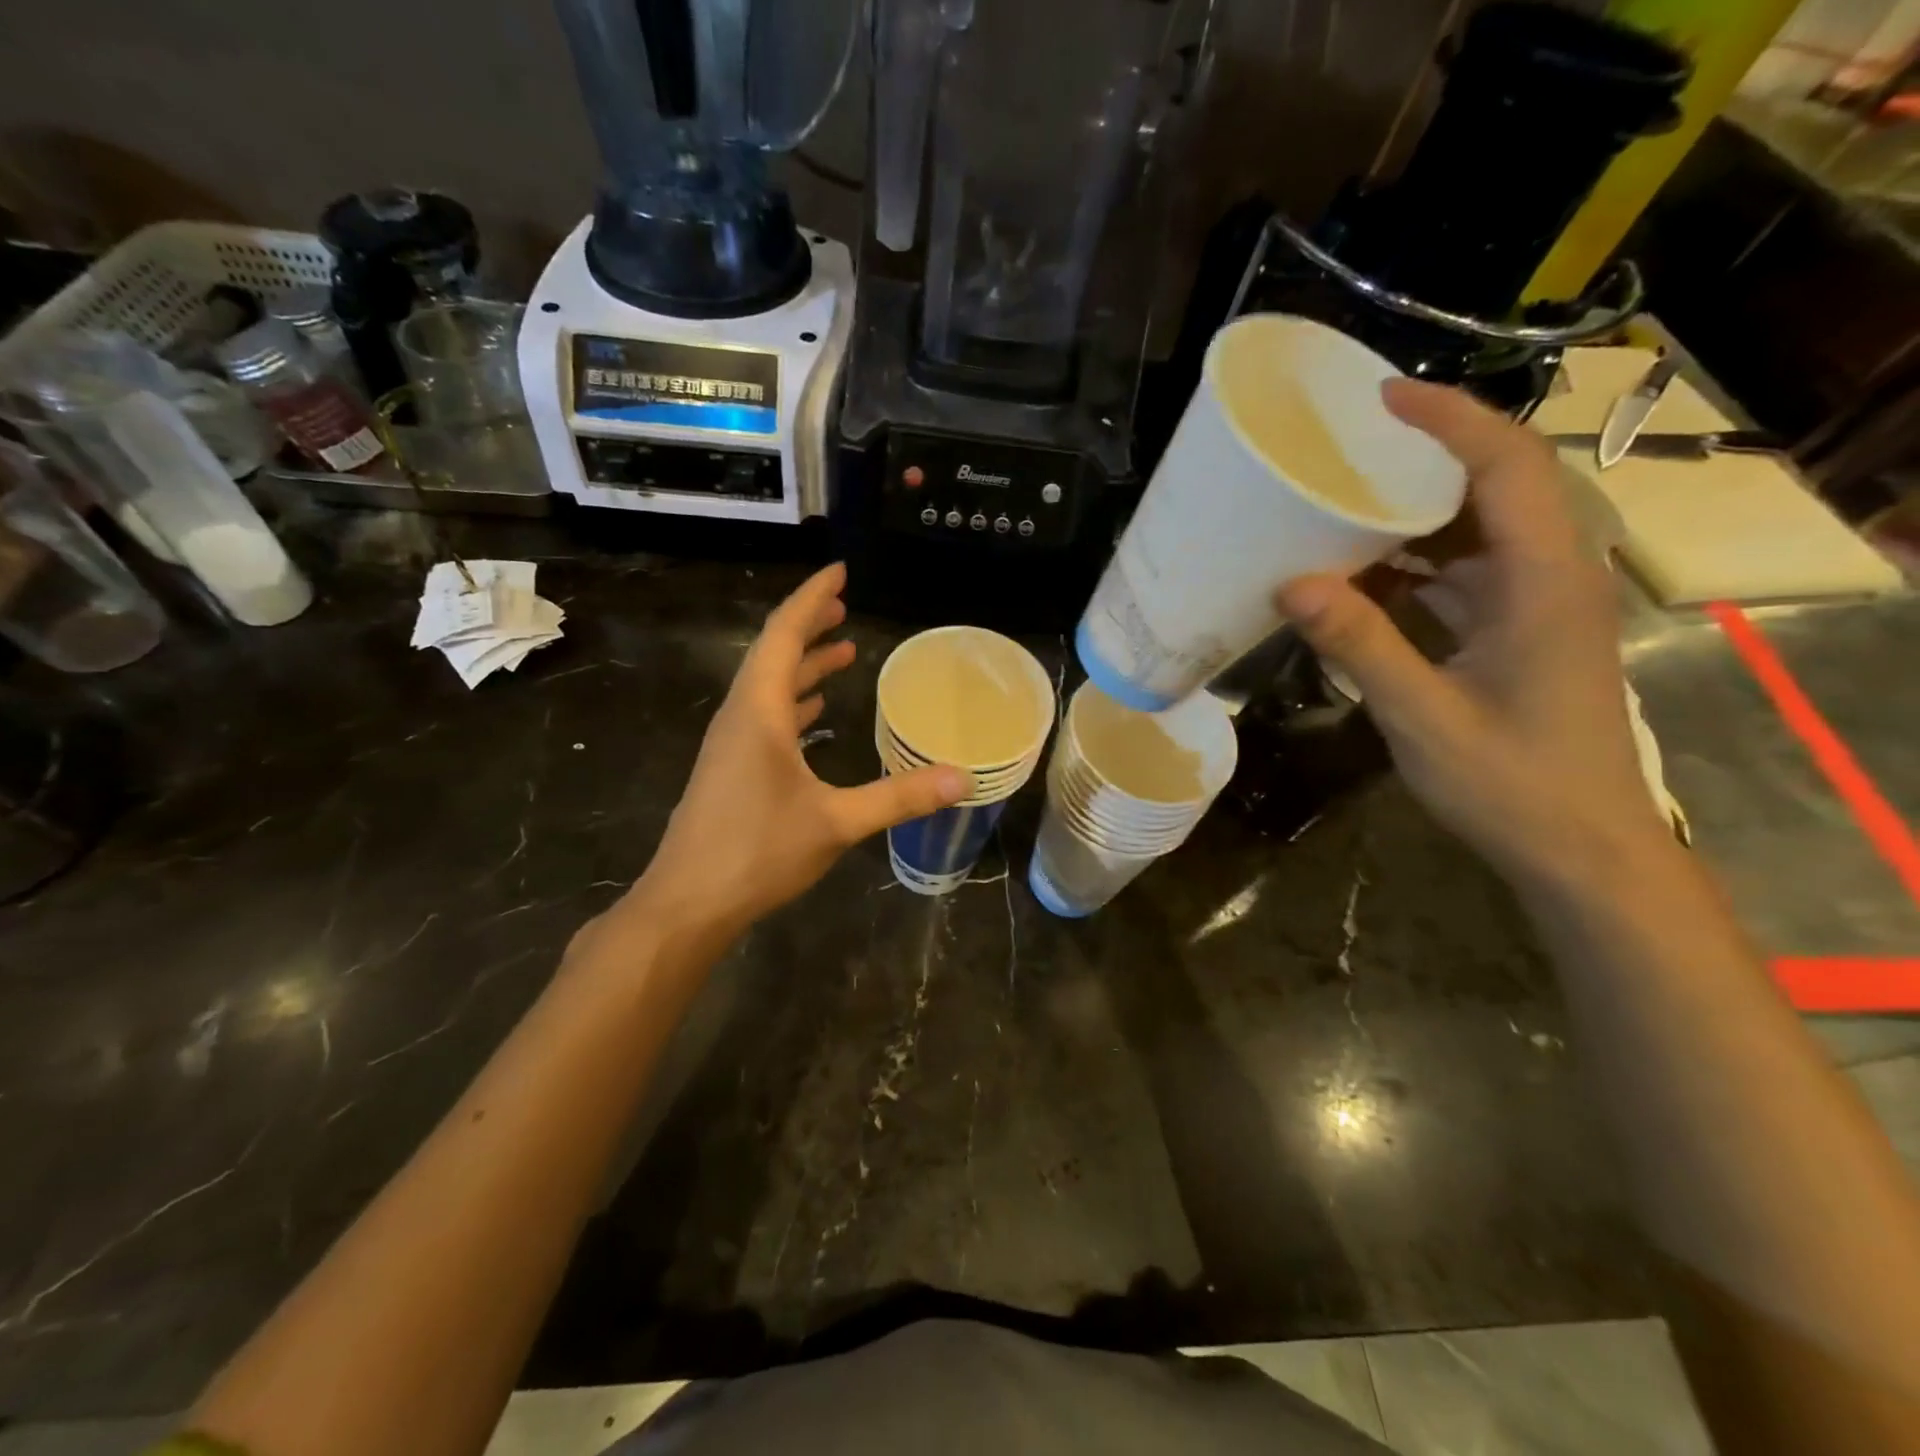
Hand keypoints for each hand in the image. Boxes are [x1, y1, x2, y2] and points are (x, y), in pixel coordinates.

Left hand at [629, 563, 968, 942]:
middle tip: (845, 605)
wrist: (688, 902)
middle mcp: (740, 716)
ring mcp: (732, 744)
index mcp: (759, 711)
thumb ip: (900, 797)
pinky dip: (794, 702)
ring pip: (768, 687)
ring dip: (802, 664)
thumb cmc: (757, 851)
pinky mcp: (731, 769)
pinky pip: (765, 716)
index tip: (839, 572)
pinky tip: (816, 713)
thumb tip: (963, 778)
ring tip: (841, 651)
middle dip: (809, 625)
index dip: (812, 598)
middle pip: (773, 653)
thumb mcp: (837, 822)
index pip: (783, 633)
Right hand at [1276, 379, 1669, 887]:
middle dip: (1426, 457)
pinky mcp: (1519, 633)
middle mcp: (1550, 577)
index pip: (1507, 467)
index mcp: (1543, 582)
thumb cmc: (1512, 784)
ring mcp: (1536, 606)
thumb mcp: (1424, 716)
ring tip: (1342, 505)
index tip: (1383, 399)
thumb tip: (1291, 584)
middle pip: (1498, 485)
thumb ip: (1361, 645)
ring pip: (1478, 532)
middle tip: (1348, 449)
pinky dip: (1415, 567)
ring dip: (1414, 516)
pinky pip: (1465, 576)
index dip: (1451, 420)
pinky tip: (1361, 579)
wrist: (1581, 850)